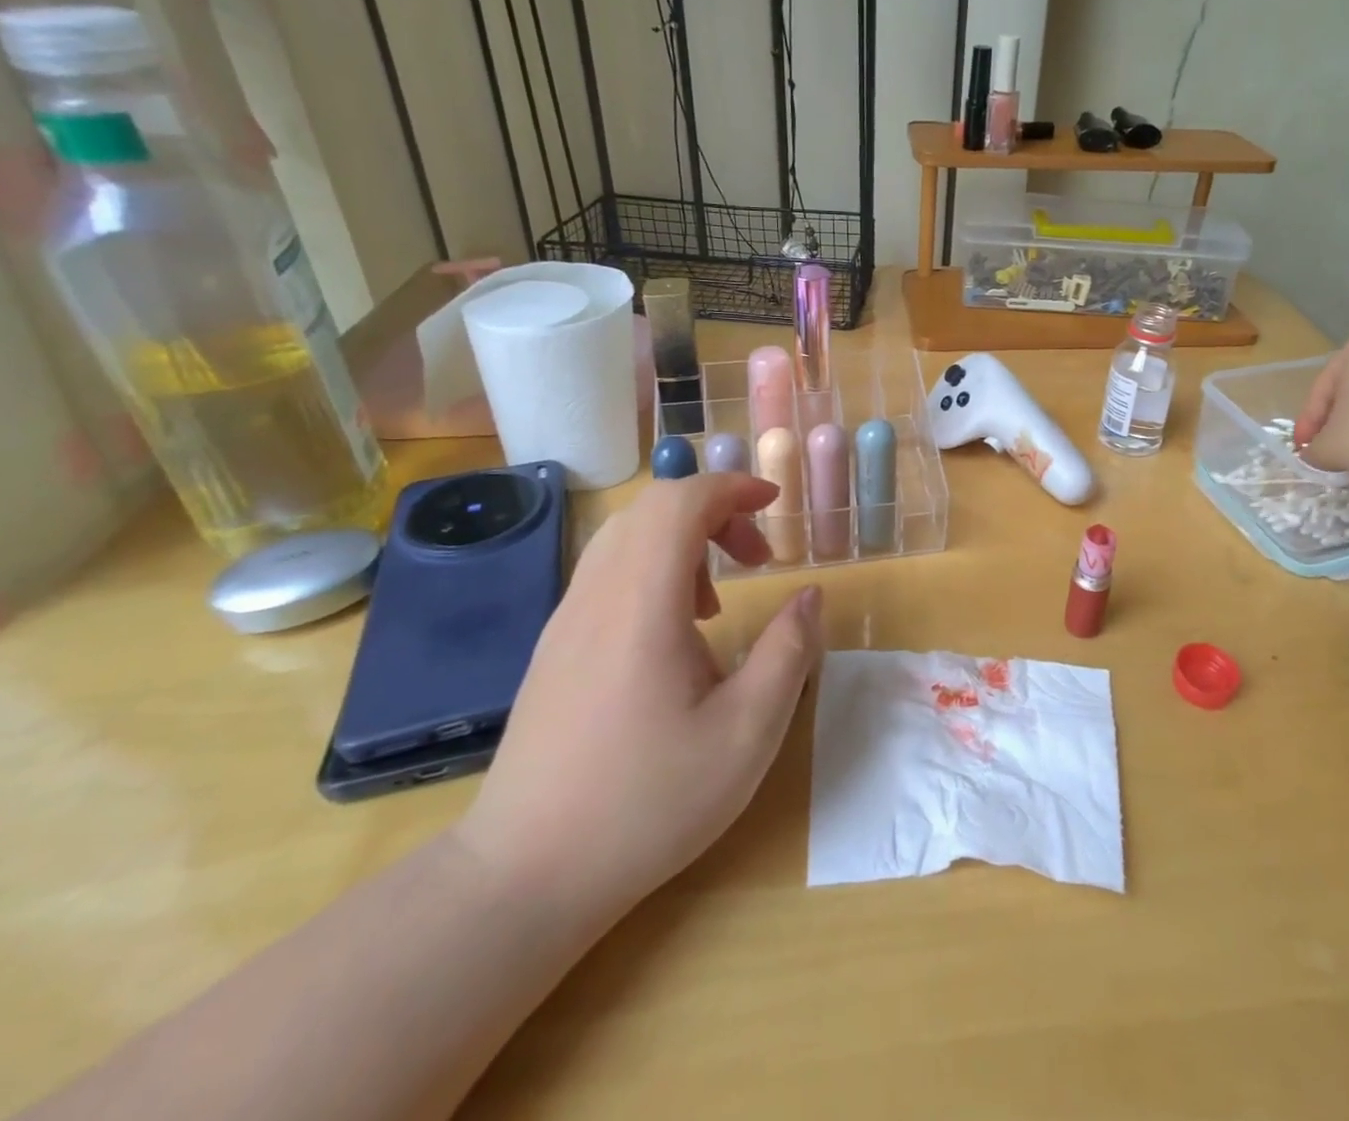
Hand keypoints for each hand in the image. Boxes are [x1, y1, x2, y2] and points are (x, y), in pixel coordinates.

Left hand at [455, 473, 823, 929]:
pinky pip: (608, 573)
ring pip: (626, 537)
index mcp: (642, 602)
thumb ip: (789, 652)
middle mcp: (596, 595)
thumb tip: (811, 595)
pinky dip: (654, 571)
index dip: (732, 486)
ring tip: (719, 600)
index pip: (680, 501)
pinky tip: (675, 634)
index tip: (775, 505)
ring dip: (683, 541)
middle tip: (758, 556)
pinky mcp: (555, 647)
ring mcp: (566, 620)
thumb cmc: (647, 802)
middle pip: (652, 508)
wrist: (524, 875)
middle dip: (715, 510)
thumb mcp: (747, 732)